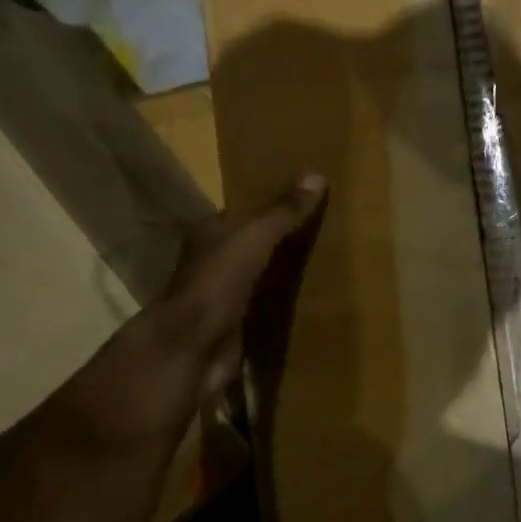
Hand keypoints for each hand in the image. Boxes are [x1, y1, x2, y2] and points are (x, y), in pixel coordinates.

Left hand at [156, 174, 328, 396]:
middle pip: (254, 245)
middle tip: (326, 233)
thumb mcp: (255, 237)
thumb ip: (284, 211)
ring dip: (284, 273)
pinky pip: (265, 308)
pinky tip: (311, 301)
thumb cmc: (218, 281)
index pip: (245, 213)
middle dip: (283, 241)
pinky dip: (283, 304)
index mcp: (211, 233)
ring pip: (260, 276)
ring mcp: (223, 296)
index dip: (273, 207)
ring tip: (327, 264)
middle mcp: (214, 261)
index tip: (308, 203)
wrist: (193, 346)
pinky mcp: (235, 326)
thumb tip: (317, 174)